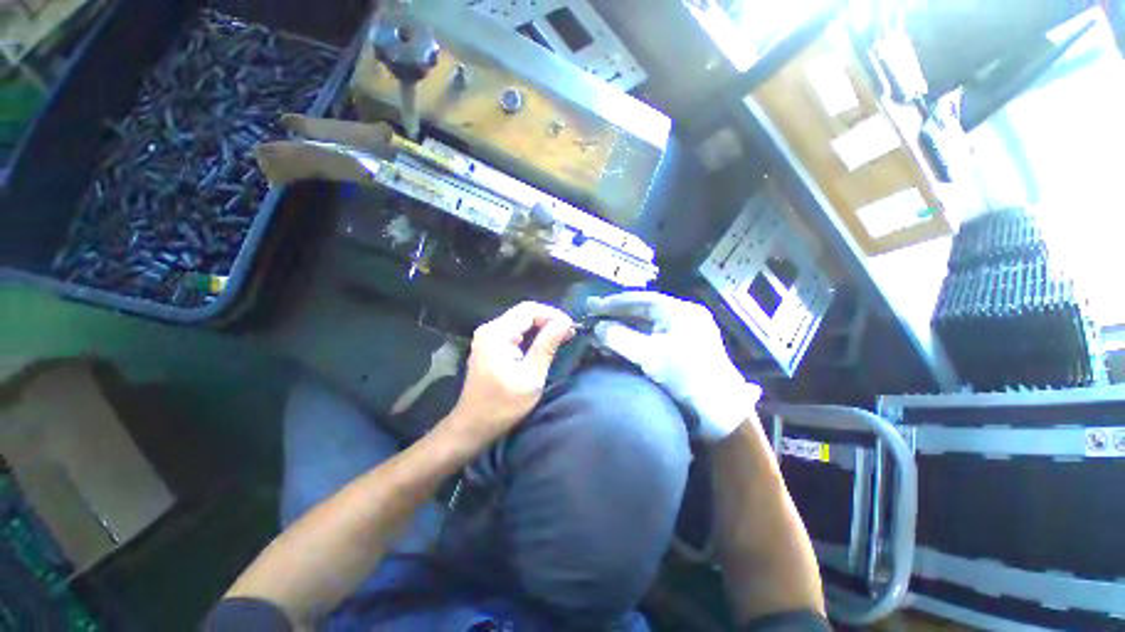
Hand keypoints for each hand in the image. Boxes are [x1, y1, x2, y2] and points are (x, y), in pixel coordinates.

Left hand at [447, 302, 574, 449]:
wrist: (473, 426)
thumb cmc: (503, 405)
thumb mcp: (531, 376)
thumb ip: (546, 346)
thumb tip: (565, 323)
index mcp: (497, 333)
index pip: (529, 310)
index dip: (552, 314)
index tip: (571, 327)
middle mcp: (489, 329)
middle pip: (523, 313)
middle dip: (548, 319)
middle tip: (569, 332)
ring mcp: (487, 337)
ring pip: (520, 322)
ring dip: (541, 326)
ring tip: (562, 336)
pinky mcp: (489, 346)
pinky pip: (513, 332)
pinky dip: (531, 335)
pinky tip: (544, 343)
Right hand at [588, 292, 760, 441]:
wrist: (722, 413)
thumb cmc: (688, 378)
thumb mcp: (651, 356)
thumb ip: (620, 338)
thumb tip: (597, 327)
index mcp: (679, 311)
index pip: (640, 299)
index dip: (613, 303)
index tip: (591, 306)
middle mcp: (682, 316)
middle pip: (642, 310)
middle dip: (616, 314)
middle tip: (593, 315)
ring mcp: (683, 332)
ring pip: (646, 324)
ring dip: (623, 327)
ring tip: (600, 331)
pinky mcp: (681, 348)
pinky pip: (651, 337)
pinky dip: (633, 339)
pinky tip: (618, 344)